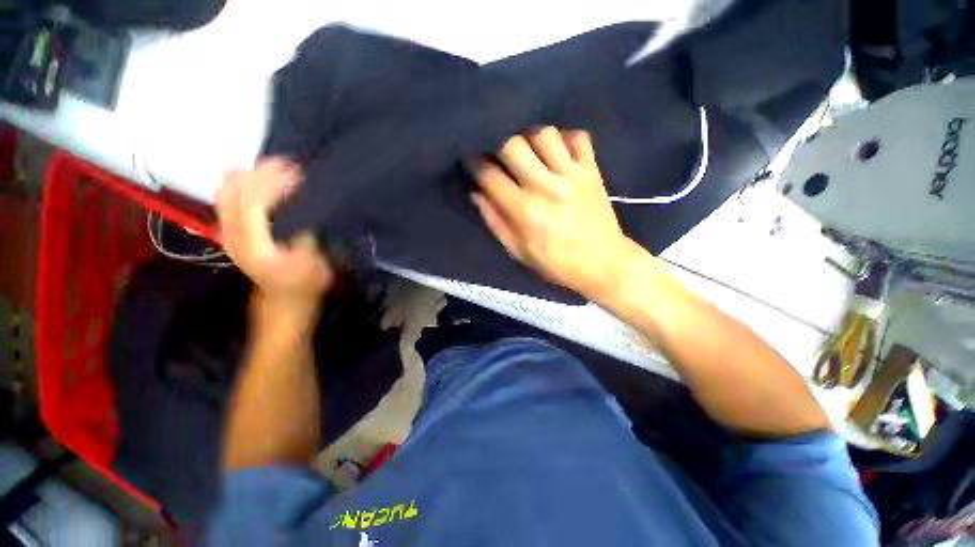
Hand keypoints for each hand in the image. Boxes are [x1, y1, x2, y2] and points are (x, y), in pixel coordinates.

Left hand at [216, 158, 333, 313]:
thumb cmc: (303, 284)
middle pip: (236, 193)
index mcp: (253, 245)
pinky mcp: (230, 231)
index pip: (253, 203)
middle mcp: (233, 235)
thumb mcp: (312, 263)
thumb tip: (304, 209)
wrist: (284, 300)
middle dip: (261, 174)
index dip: (273, 184)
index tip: (297, 173)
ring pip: (226, 193)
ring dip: (248, 175)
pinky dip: (239, 183)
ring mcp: (227, 233)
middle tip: (288, 163)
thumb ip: (304, 235)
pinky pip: (226, 199)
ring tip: (274, 165)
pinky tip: (254, 176)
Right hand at [469, 127, 641, 300]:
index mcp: (525, 212)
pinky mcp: (592, 170)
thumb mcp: (519, 252)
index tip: (470, 159)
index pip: (490, 176)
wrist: (604, 264)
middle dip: (497, 143)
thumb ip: (496, 222)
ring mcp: (573, 175)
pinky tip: (556, 150)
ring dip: (528, 137)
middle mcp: (547, 187)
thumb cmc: (557, 264)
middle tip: (495, 152)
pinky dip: (563, 137)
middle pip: (513, 144)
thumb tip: (477, 193)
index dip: (474, 163)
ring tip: (526, 151)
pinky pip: (577, 137)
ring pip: (544, 133)